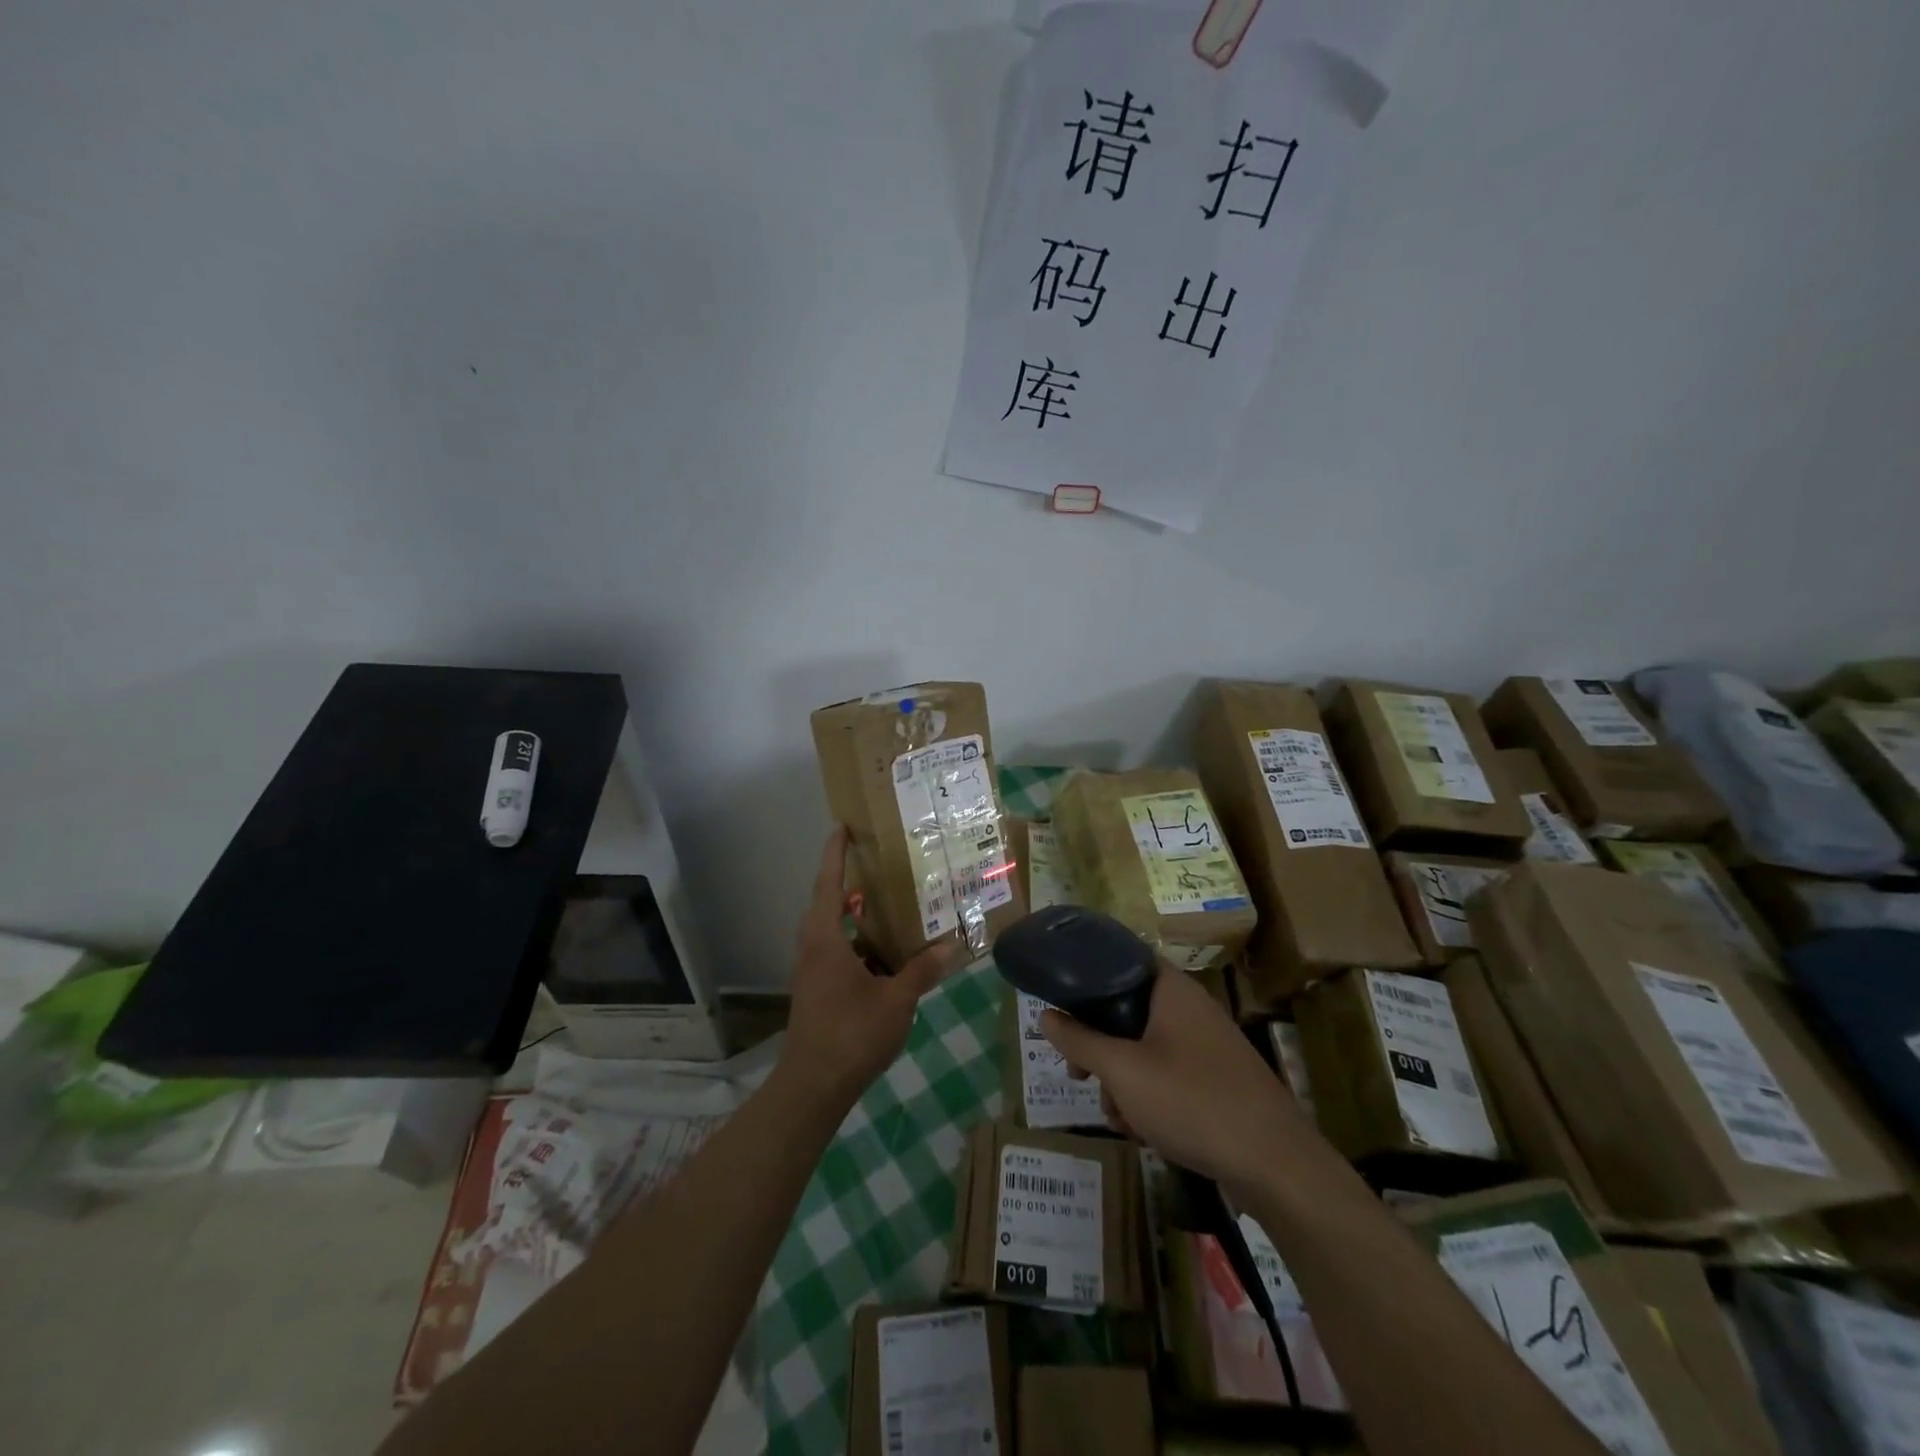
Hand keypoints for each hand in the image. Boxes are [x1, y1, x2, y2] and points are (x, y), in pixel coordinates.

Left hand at [780, 828, 962, 1108]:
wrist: (813, 1086)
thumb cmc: (851, 1033)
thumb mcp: (895, 1000)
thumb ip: (921, 971)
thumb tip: (951, 948)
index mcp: (826, 939)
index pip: (828, 883)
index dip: (834, 853)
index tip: (840, 826)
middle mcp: (814, 947)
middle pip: (830, 904)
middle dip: (850, 882)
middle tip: (878, 864)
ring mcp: (813, 971)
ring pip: (835, 932)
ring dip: (858, 918)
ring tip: (891, 908)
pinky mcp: (818, 990)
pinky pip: (839, 954)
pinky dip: (861, 947)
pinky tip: (888, 957)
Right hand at [1041, 967, 1307, 1194]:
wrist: (1275, 1165)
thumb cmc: (1192, 1101)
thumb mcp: (1123, 1071)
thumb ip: (1080, 1042)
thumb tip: (1045, 1015)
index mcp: (1171, 989)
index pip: (1121, 959)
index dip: (1087, 975)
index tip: (1060, 1002)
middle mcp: (1190, 1008)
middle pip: (1127, 1010)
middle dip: (1098, 1046)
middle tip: (1078, 1074)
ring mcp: (1206, 1045)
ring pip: (1144, 1048)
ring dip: (1121, 1080)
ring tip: (1117, 1116)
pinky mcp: (1217, 1079)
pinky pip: (1168, 1073)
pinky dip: (1148, 1095)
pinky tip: (1142, 1131)